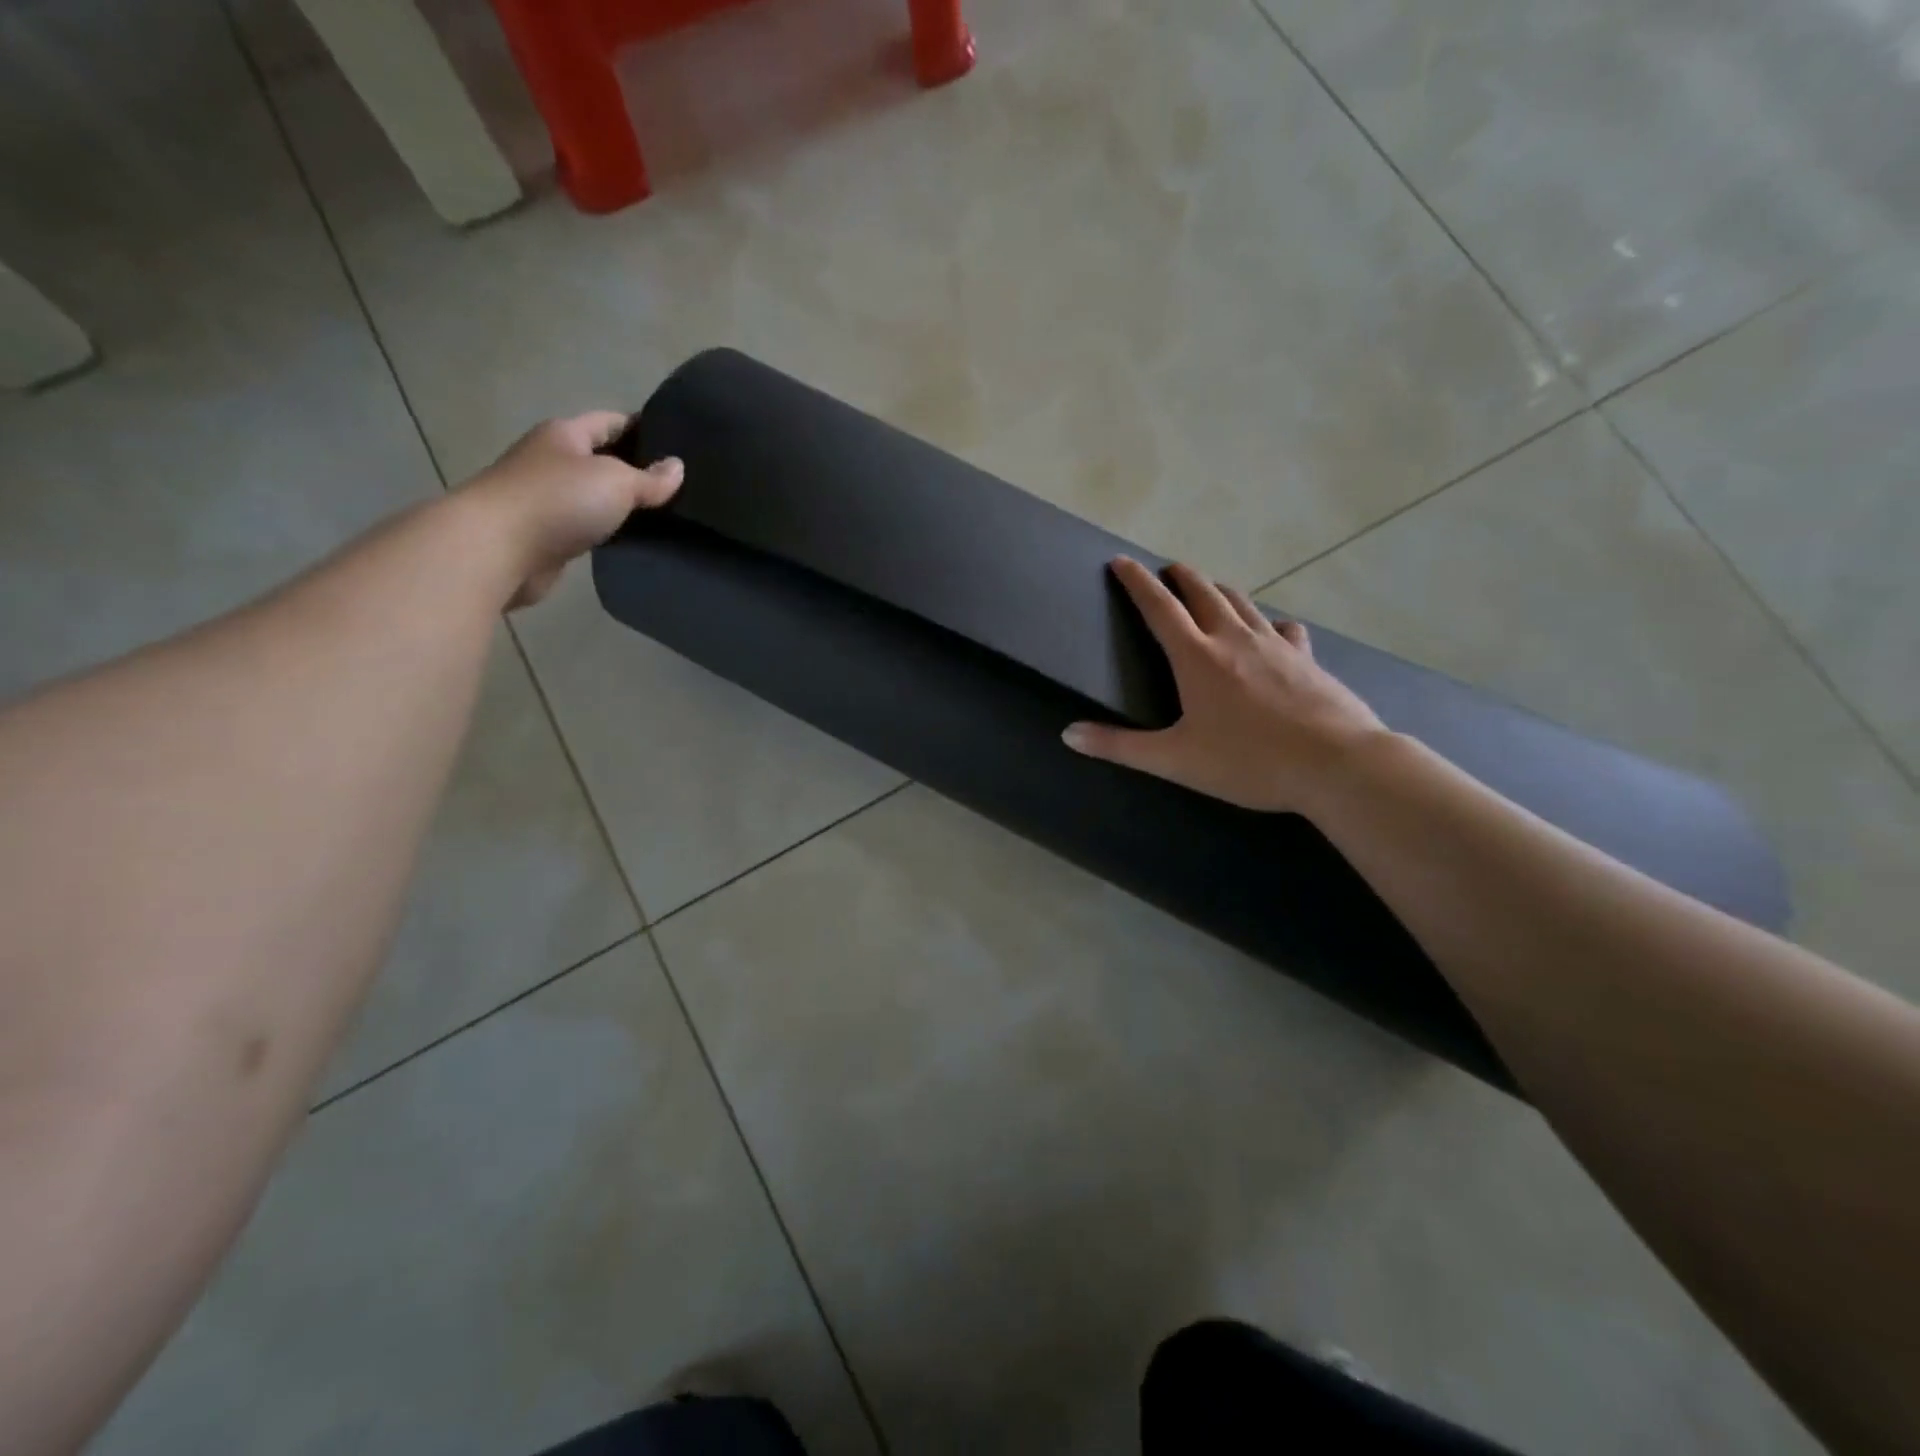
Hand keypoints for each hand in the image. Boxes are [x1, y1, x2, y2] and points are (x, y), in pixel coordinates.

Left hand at [457, 412, 682, 609]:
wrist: (498, 548)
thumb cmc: (559, 500)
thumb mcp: (616, 481)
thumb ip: (650, 478)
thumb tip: (677, 467)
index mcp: (565, 434)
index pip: (611, 421)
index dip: (644, 428)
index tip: (678, 443)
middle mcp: (552, 460)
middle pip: (602, 458)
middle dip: (636, 469)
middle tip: (679, 484)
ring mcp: (545, 498)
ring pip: (594, 495)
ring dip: (621, 504)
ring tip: (664, 515)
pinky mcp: (544, 535)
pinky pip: (585, 526)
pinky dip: (607, 530)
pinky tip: (633, 540)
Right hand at [1062, 557, 1388, 813]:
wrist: (1336, 764)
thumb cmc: (1249, 762)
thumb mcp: (1175, 760)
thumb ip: (1120, 747)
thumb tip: (1068, 734)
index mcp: (1197, 658)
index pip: (1159, 608)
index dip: (1137, 583)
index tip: (1121, 561)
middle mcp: (1234, 639)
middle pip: (1203, 593)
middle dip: (1181, 577)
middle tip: (1168, 570)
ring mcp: (1275, 645)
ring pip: (1242, 603)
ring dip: (1220, 590)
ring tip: (1209, 588)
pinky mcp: (1307, 659)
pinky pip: (1283, 629)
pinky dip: (1269, 623)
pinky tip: (1273, 631)